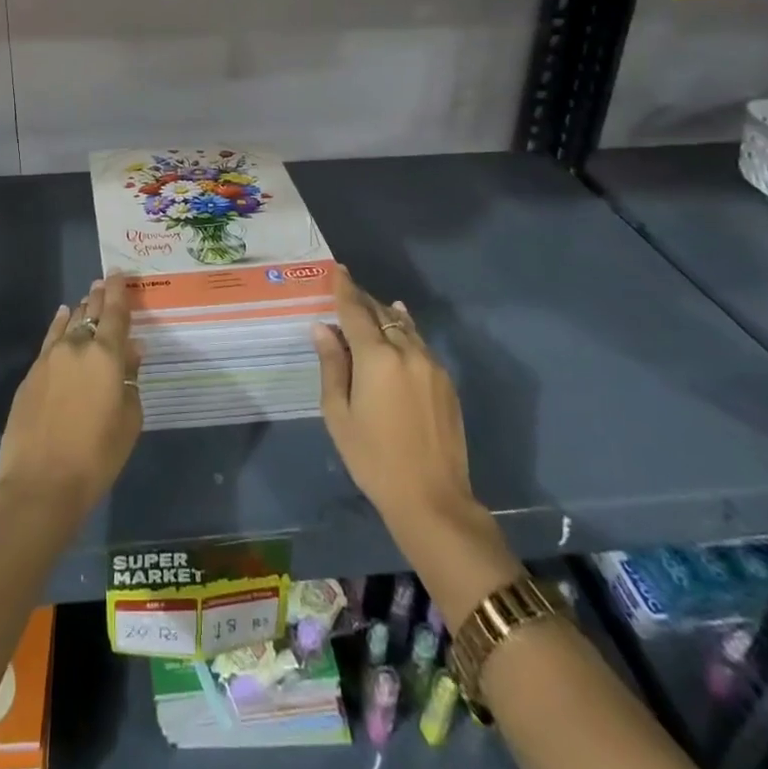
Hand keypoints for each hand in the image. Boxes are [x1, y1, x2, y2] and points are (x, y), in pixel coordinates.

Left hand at [0, 275, 142, 521]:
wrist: (41, 483)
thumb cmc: (97, 456)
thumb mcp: (129, 419)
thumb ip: (131, 379)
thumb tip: (131, 351)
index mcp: (107, 355)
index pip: (116, 312)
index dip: (119, 290)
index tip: (119, 272)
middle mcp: (78, 347)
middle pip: (90, 313)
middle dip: (99, 296)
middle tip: (104, 283)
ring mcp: (50, 358)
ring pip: (69, 324)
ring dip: (81, 311)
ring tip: (87, 300)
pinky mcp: (31, 374)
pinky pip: (50, 339)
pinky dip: (59, 325)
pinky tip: (62, 317)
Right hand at [313, 266, 482, 544]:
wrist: (433, 499)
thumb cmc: (373, 458)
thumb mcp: (339, 414)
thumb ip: (331, 365)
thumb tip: (322, 328)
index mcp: (376, 357)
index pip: (355, 310)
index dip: (344, 288)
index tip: (337, 269)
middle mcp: (406, 351)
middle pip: (381, 313)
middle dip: (363, 300)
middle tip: (346, 291)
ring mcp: (431, 365)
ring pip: (404, 326)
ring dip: (385, 314)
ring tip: (370, 308)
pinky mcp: (445, 381)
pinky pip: (420, 343)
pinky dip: (404, 331)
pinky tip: (399, 328)